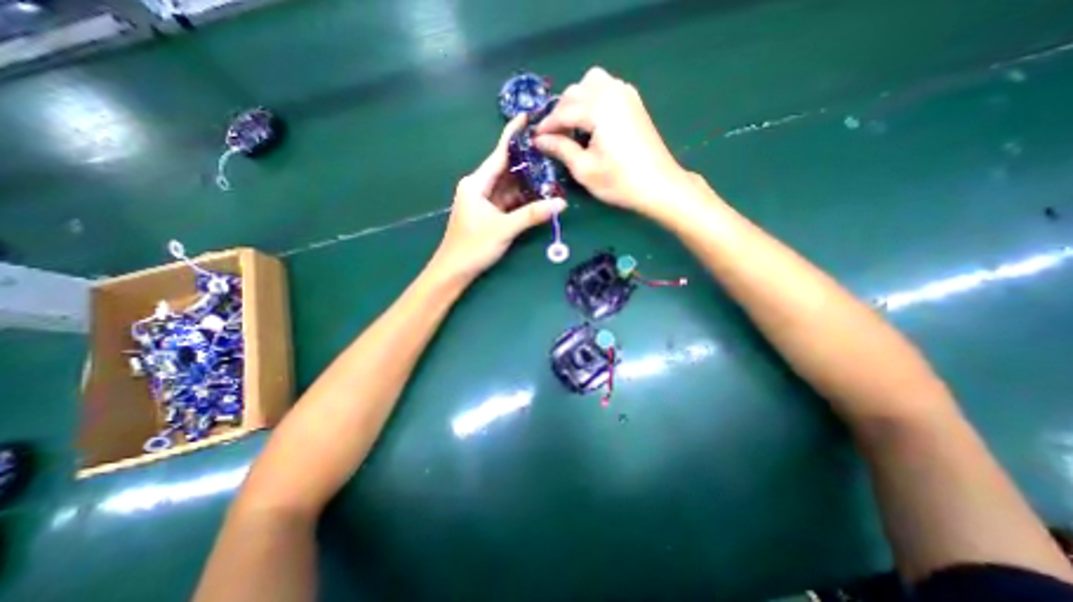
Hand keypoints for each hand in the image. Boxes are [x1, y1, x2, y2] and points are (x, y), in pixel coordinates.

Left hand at [430, 115, 569, 282]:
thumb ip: (531, 215)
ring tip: (549, 173)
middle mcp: (478, 188)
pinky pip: (506, 201)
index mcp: (476, 184)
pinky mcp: (487, 214)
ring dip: (525, 183)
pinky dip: (520, 199)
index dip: (513, 135)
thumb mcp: (504, 229)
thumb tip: (561, 203)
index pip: (498, 154)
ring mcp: (482, 202)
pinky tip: (536, 196)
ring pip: (507, 186)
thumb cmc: (473, 247)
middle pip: (505, 169)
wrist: (453, 271)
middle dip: (526, 162)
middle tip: (550, 151)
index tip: (527, 117)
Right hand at [531, 67, 690, 213]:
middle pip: (575, 91)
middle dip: (560, 113)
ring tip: (572, 127)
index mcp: (598, 108)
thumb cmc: (619, 181)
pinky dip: (593, 99)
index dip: (547, 126)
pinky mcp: (634, 102)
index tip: (535, 140)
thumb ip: (560, 149)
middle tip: (553, 137)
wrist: (658, 185)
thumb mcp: (584, 169)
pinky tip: (591, 122)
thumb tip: (540, 140)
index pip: (563, 111)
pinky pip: (607, 88)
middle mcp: (612, 91)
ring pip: (591, 84)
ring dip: (577, 101)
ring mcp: (626, 94)